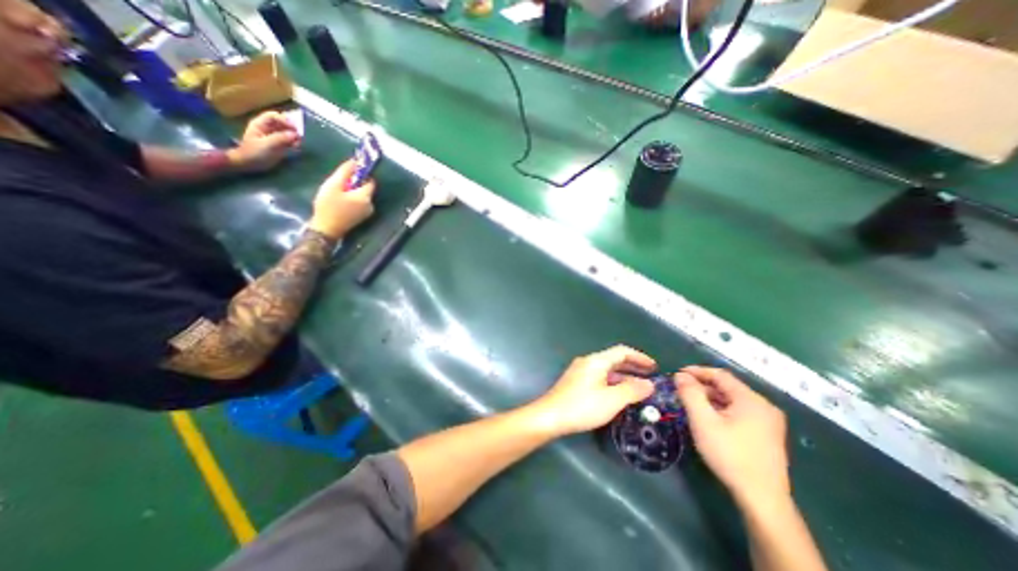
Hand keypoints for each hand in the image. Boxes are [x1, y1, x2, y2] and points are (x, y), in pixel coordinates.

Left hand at [233, 110, 302, 170]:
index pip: (274, 116)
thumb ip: (281, 138)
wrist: (248, 164)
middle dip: (291, 129)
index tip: (295, 129)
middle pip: (281, 124)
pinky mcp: (278, 146)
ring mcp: (273, 137)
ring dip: (294, 137)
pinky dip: (293, 143)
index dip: (284, 120)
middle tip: (300, 136)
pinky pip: (288, 141)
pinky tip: (297, 147)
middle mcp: (267, 129)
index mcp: (260, 124)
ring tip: (300, 143)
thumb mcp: (268, 145)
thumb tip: (295, 134)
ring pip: (286, 132)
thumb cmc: (255, 153)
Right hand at [310, 159, 376, 239]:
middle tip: (339, 184)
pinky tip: (340, 201)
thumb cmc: (328, 206)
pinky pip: (360, 203)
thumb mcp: (333, 185)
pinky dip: (352, 199)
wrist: (326, 229)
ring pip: (362, 196)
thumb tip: (355, 161)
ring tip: (337, 194)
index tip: (349, 172)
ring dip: (352, 191)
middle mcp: (370, 205)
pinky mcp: (362, 217)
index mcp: (366, 197)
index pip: (370, 181)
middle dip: (354, 183)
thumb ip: (345, 171)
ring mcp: (367, 212)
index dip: (361, 174)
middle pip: (366, 188)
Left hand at [528, 344, 656, 437]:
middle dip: (633, 367)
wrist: (551, 416)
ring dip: (623, 377)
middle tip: (650, 377)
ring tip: (639, 389)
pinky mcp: (576, 382)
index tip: (654, 367)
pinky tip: (618, 395)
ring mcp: (580, 372)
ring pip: (606, 370)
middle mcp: (588, 362)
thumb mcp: (612, 400)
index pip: (621, 351)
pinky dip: (612, 383)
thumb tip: (649, 384)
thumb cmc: (583, 406)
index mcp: (596, 361)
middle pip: (614, 360)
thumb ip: (632, 390)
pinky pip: (599, 378)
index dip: (639, 357)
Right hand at [680, 370, 788, 507]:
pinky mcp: (766, 435)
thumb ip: (690, 394)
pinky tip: (708, 419)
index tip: (677, 374)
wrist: (762, 499)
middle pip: (727, 387)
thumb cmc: (730, 455)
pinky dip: (720, 410)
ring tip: (690, 404)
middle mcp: (764, 406)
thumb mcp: (703, 421)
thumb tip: (680, 375)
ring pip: (732, 400)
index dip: (697, 371)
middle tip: (680, 391)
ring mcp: (768, 422)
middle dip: (702, 386)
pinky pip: (738, 412)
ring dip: (710, 398)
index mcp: (751, 400)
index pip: (720, 375)